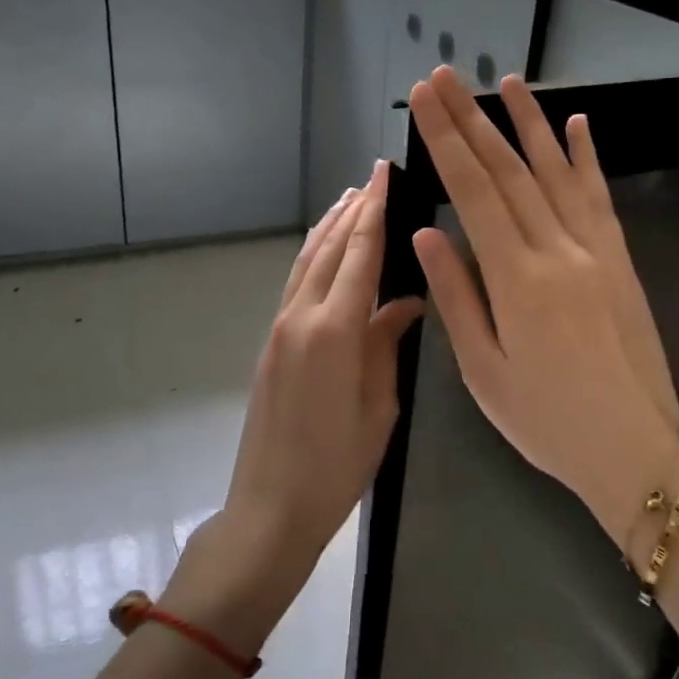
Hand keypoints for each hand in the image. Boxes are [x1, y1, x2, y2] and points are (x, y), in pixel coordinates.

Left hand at [171, 163, 423, 651]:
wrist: (272, 504)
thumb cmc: (337, 464)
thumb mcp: (378, 406)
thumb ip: (388, 344)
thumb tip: (406, 302)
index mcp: (335, 331)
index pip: (359, 256)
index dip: (374, 212)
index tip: (384, 174)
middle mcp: (301, 317)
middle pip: (328, 249)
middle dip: (352, 211)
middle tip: (373, 179)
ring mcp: (280, 328)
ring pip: (306, 262)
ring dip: (327, 229)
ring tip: (348, 201)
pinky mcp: (272, 342)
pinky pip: (296, 284)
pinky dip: (312, 257)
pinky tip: (324, 251)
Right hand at [408, 67, 678, 538]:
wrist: (636, 449)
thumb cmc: (547, 421)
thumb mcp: (484, 371)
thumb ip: (456, 296)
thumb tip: (427, 232)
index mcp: (517, 281)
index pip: (474, 193)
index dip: (447, 142)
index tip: (425, 101)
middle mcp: (558, 251)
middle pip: (509, 171)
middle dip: (473, 119)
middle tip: (446, 77)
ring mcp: (596, 251)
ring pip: (556, 172)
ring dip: (528, 123)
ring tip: (505, 81)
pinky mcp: (621, 261)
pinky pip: (599, 197)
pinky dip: (585, 157)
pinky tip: (576, 124)